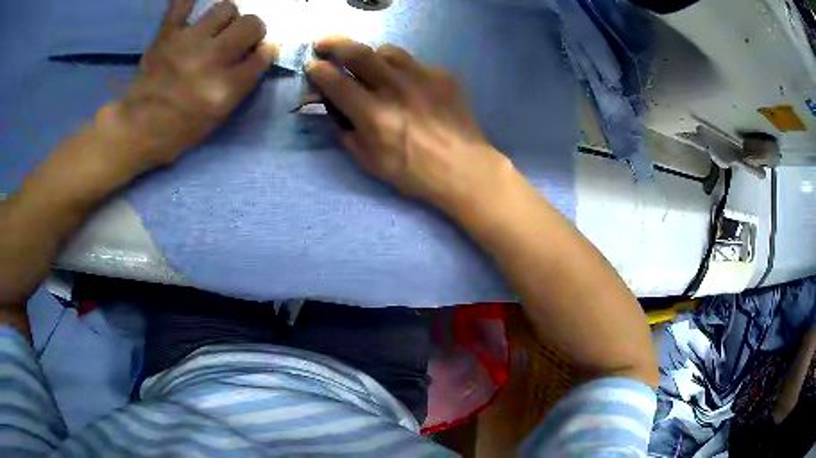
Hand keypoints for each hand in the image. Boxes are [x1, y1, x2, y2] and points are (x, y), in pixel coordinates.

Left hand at [112, 0, 276, 169]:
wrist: (135, 128)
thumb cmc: (177, 131)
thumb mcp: (216, 117)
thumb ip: (240, 85)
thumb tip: (259, 54)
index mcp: (225, 88)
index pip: (262, 55)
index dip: (266, 51)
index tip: (260, 51)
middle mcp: (211, 58)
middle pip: (251, 24)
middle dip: (253, 29)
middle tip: (241, 37)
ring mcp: (188, 42)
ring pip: (226, 7)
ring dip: (227, 17)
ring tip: (217, 28)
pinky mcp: (167, 34)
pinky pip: (182, 4)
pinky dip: (188, 4)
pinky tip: (192, 12)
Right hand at [306, 37, 511, 212]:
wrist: (464, 167)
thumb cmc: (414, 172)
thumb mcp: (369, 162)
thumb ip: (344, 132)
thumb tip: (331, 109)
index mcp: (374, 114)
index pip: (335, 81)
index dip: (317, 70)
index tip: (310, 65)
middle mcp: (395, 88)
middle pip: (358, 52)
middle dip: (334, 43)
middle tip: (323, 44)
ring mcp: (422, 77)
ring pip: (386, 50)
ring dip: (369, 54)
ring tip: (367, 64)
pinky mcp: (442, 74)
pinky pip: (413, 62)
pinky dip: (400, 68)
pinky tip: (405, 83)